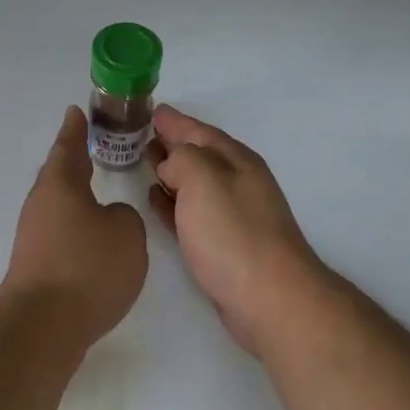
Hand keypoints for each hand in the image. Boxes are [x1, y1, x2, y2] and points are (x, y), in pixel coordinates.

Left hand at [3, 106, 148, 349]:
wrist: (43, 327)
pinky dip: (78, 230)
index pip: (69, 146)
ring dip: (78, 199)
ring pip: (60, 206)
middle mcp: (41, 205)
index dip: (75, 129)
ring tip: (100, 196)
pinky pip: (61, 235)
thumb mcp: (127, 232)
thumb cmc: (87, 266)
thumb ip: (126, 217)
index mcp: (60, 184)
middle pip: (60, 175)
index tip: (75, 111)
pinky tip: (94, 242)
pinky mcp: (36, 267)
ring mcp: (34, 237)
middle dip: (76, 162)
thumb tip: (109, 221)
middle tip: (92, 149)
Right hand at [148, 106, 328, 357]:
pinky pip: (190, 212)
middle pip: (198, 155)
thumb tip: (170, 164)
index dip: (174, 121)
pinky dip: (172, 202)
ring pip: (193, 183)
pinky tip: (154, 200)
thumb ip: (182, 159)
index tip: (150, 110)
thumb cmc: (234, 234)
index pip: (199, 131)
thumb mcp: (203, 180)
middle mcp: (237, 182)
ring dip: (170, 171)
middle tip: (139, 134)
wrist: (270, 299)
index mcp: (236, 161)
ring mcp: (232, 215)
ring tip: (143, 162)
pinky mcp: (223, 246)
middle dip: (171, 143)